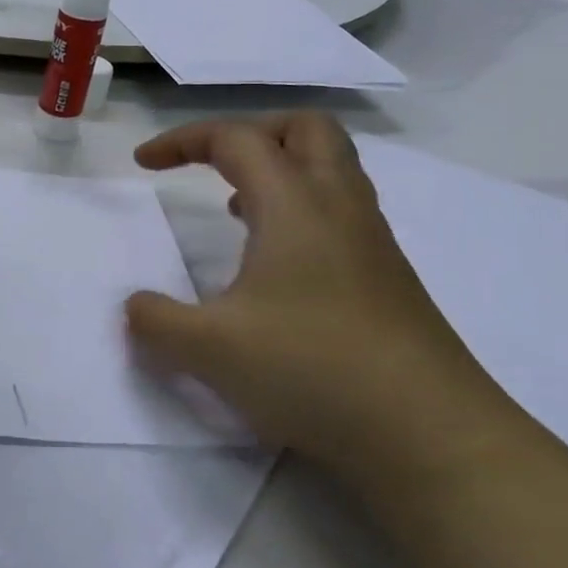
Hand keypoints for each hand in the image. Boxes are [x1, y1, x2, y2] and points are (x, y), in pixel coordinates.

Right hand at [124, 113, 514, 478]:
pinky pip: (340, 215)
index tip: (143, 164)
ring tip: (236, 209)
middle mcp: (339, 208)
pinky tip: (274, 266)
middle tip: (212, 165)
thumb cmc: (312, 370)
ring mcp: (372, 244)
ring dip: (279, 172)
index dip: (183, 140)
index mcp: (295, 205)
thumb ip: (154, 320)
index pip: (236, 139)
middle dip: (250, 133)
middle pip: (305, 130)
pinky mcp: (388, 281)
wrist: (431, 438)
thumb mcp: (207, 349)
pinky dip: (300, 213)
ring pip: (331, 171)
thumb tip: (135, 307)